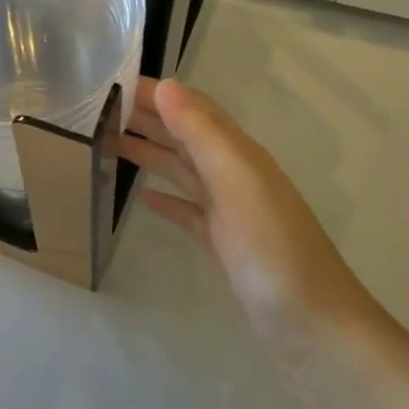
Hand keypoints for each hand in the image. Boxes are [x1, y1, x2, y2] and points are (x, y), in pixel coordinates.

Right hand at [120, 77, 382, 347]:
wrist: (312, 327)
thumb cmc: (273, 251)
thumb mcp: (237, 183)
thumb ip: (203, 134)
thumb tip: (166, 85)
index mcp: (239, 155)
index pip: (192, 109)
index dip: (155, 93)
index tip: (110, 81)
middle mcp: (234, 175)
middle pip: (184, 136)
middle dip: (146, 118)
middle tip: (96, 110)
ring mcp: (229, 212)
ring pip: (182, 170)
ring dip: (150, 153)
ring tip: (108, 143)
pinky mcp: (222, 244)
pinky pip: (187, 210)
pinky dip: (165, 199)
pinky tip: (142, 199)